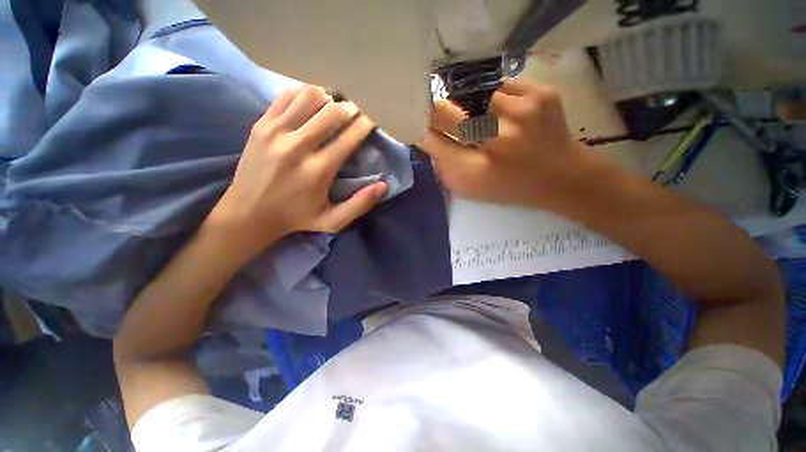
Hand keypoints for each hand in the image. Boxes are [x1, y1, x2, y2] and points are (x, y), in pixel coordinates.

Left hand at [209, 85, 386, 255]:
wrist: (248, 213)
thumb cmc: (297, 218)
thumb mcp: (333, 221)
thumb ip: (359, 205)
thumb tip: (383, 186)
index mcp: (318, 170)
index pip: (350, 137)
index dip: (366, 124)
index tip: (374, 118)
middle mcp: (297, 146)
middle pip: (333, 111)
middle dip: (351, 108)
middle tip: (357, 112)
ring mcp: (275, 131)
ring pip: (310, 96)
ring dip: (329, 100)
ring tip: (335, 108)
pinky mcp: (261, 124)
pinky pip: (287, 96)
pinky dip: (305, 95)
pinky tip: (312, 105)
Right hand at [420, 79, 586, 208]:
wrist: (562, 177)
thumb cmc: (510, 188)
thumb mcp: (471, 191)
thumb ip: (444, 168)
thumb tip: (428, 139)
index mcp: (475, 171)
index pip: (432, 140)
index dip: (420, 129)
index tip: (416, 123)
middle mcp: (495, 141)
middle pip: (445, 112)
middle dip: (434, 111)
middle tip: (436, 111)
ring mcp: (520, 114)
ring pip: (474, 96)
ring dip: (472, 107)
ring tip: (485, 119)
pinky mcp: (541, 95)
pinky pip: (502, 87)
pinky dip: (498, 99)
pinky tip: (509, 114)